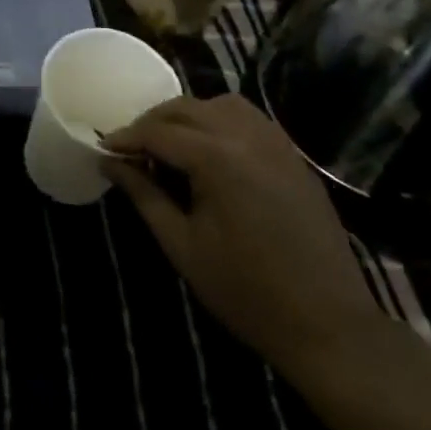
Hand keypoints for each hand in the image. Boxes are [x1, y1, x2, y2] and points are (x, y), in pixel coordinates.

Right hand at [103, 95, 379, 374]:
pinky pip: (250, 120)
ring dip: (188, 116)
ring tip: (169, 145)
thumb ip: (144, 195)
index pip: (158, 133)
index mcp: (218, 159)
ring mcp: (277, 143)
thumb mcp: (182, 245)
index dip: (126, 138)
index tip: (102, 148)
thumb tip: (109, 162)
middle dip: (152, 122)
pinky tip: (210, 152)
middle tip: (130, 148)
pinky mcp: (294, 157)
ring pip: (220, 105)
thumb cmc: (246, 291)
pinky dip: (221, 122)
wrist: (328, 324)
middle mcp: (248, 137)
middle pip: (187, 108)